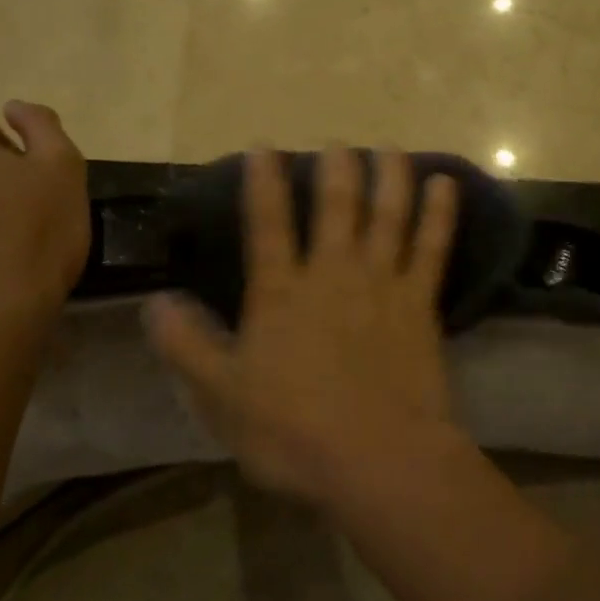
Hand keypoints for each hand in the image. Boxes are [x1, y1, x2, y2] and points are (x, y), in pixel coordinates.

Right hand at [143, 147, 462, 503]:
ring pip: (387, 214)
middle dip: (336, 168)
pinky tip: (445, 183)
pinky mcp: (420, 301)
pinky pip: (432, 246)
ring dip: (390, 176)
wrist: (377, 458)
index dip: (263, 181)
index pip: (266, 223)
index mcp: (282, 292)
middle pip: (335, 206)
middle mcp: (333, 273)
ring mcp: (382, 282)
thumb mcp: (222, 396)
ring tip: (390, 147)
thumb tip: (154, 302)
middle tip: (337, 142)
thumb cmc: (293, 432)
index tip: (263, 146)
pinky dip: (439, 213)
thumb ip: (187, 346)